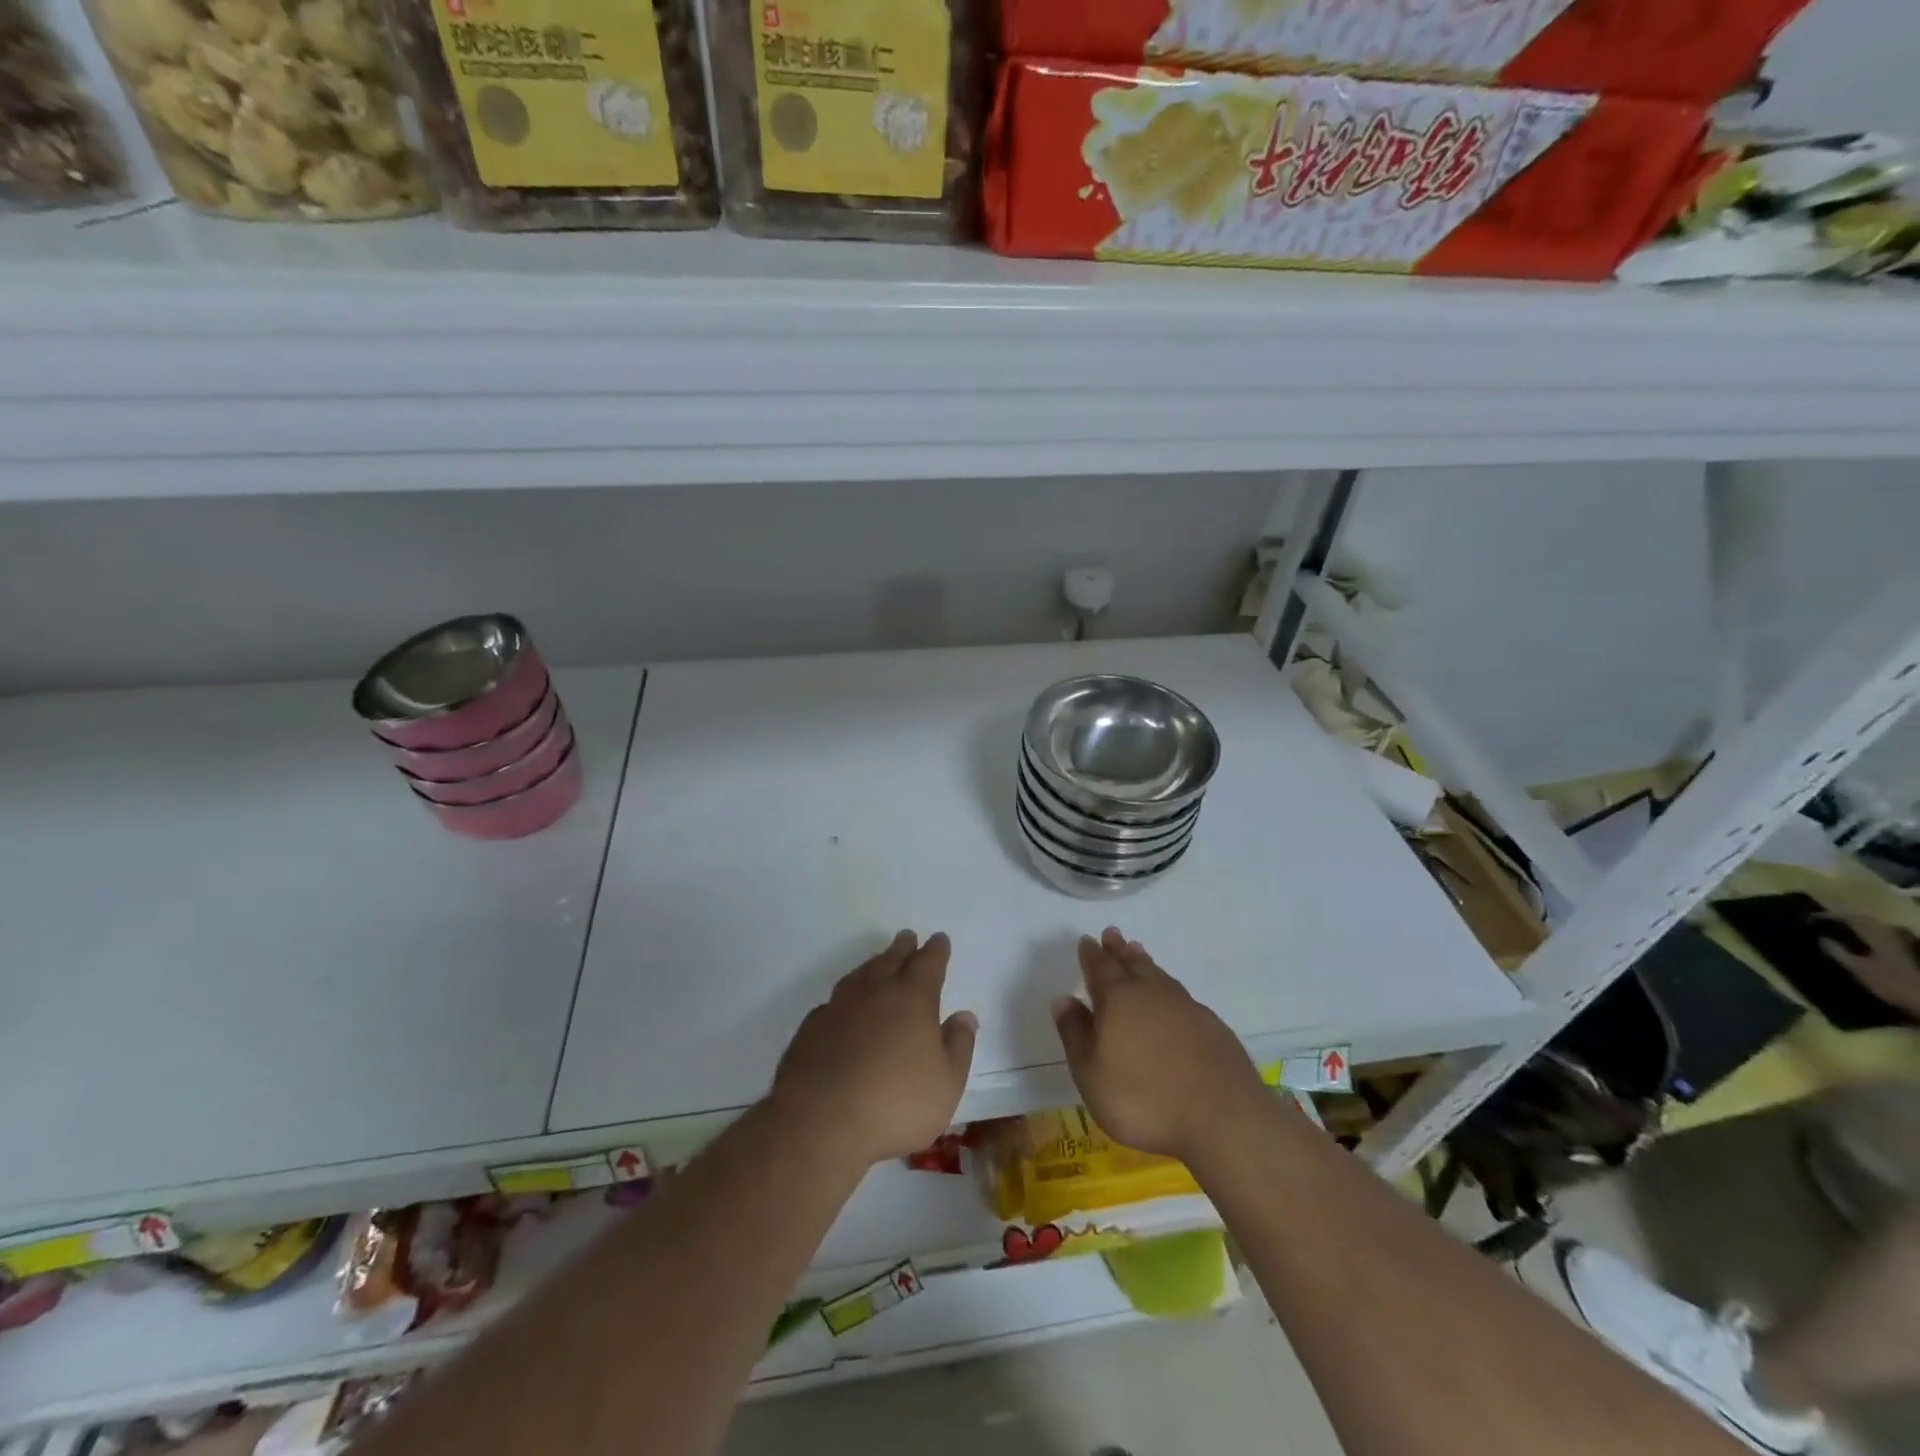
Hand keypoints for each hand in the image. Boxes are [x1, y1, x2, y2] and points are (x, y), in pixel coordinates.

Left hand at [772, 930, 977, 1167]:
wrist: (819, 1123)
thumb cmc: (895, 1104)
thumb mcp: (946, 1084)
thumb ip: (958, 1046)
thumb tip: (964, 1015)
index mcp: (912, 999)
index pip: (928, 964)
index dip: (936, 951)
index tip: (939, 939)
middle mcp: (874, 993)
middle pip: (891, 960)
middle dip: (903, 948)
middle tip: (908, 937)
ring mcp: (838, 1008)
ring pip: (860, 975)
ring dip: (873, 965)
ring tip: (878, 962)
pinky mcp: (810, 1029)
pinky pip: (834, 1002)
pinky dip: (845, 997)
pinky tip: (844, 1006)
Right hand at [1051, 928, 1269, 1160]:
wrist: (1222, 1119)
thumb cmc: (1143, 1098)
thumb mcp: (1091, 1073)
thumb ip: (1075, 1033)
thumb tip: (1064, 998)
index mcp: (1118, 999)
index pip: (1100, 967)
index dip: (1091, 954)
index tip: (1086, 941)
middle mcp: (1152, 993)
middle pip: (1132, 963)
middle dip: (1118, 949)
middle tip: (1112, 934)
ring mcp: (1186, 1007)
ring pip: (1159, 975)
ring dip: (1145, 963)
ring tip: (1138, 952)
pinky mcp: (1212, 1026)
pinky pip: (1182, 995)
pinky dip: (1170, 989)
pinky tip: (1172, 998)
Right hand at [1816, 912, 1919, 1019]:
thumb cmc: (1891, 983)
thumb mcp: (1858, 969)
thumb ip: (1837, 952)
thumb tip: (1820, 938)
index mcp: (1876, 934)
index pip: (1849, 918)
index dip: (1828, 916)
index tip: (1809, 917)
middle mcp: (1891, 934)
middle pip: (1865, 921)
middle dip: (1844, 920)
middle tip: (1824, 923)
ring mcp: (1904, 944)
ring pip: (1877, 929)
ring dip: (1858, 928)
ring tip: (1843, 932)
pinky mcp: (1909, 953)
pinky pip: (1885, 938)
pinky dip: (1871, 938)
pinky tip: (1866, 945)